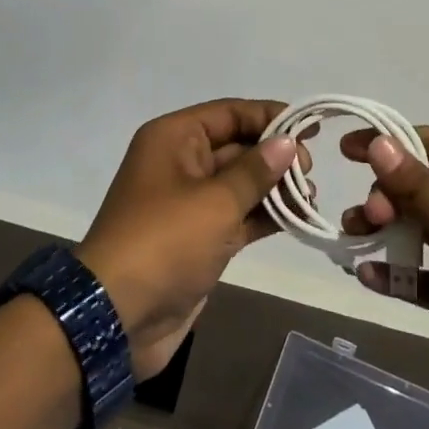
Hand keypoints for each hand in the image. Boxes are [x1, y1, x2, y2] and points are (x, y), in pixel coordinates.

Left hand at [76, 98, 307, 378]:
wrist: (118, 316)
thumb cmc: (165, 242)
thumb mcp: (215, 201)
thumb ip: (255, 170)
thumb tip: (288, 142)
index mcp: (175, 138)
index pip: (229, 113)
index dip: (270, 116)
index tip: (310, 127)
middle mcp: (181, 162)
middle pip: (237, 146)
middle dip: (275, 155)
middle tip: (310, 172)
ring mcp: (190, 202)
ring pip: (240, 183)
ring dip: (274, 187)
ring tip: (311, 196)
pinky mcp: (199, 237)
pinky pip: (238, 214)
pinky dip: (264, 214)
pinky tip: (297, 217)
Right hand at [341, 127, 428, 428]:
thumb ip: (419, 189)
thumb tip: (379, 144)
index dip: (390, 144)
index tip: (344, 151)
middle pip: (428, 184)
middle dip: (389, 195)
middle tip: (363, 217)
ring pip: (426, 226)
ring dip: (389, 230)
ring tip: (352, 238)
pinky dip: (403, 273)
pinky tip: (368, 276)